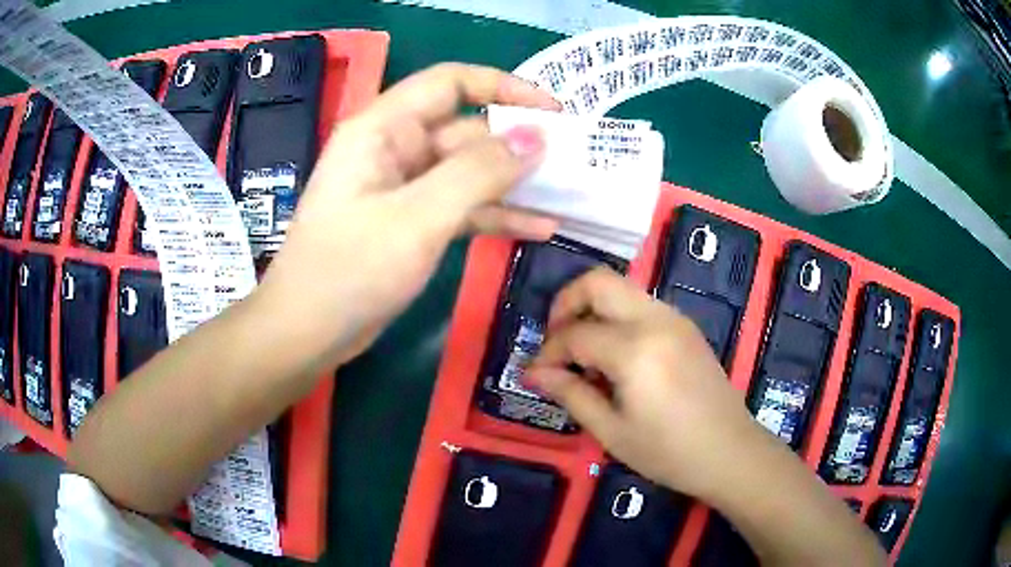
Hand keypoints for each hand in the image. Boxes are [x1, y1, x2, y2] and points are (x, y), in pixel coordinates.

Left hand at [255, 63, 559, 366]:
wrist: (307, 332)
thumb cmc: (350, 270)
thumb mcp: (418, 218)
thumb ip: (479, 173)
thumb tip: (537, 137)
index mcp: (384, 129)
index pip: (450, 83)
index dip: (503, 86)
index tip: (553, 110)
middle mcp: (394, 148)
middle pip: (466, 130)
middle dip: (517, 145)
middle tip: (573, 165)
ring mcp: (403, 187)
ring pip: (467, 172)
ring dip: (513, 184)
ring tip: (566, 198)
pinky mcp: (410, 221)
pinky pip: (460, 206)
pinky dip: (495, 214)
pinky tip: (539, 227)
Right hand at [527, 268, 762, 498]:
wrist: (730, 451)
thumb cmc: (669, 452)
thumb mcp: (612, 431)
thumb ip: (571, 394)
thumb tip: (535, 372)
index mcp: (635, 350)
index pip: (575, 334)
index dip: (548, 353)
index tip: (534, 375)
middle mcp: (655, 320)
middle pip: (598, 282)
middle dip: (566, 304)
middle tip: (555, 342)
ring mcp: (674, 318)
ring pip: (621, 288)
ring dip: (593, 310)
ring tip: (583, 354)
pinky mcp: (685, 326)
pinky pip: (641, 305)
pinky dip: (617, 318)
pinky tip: (615, 357)